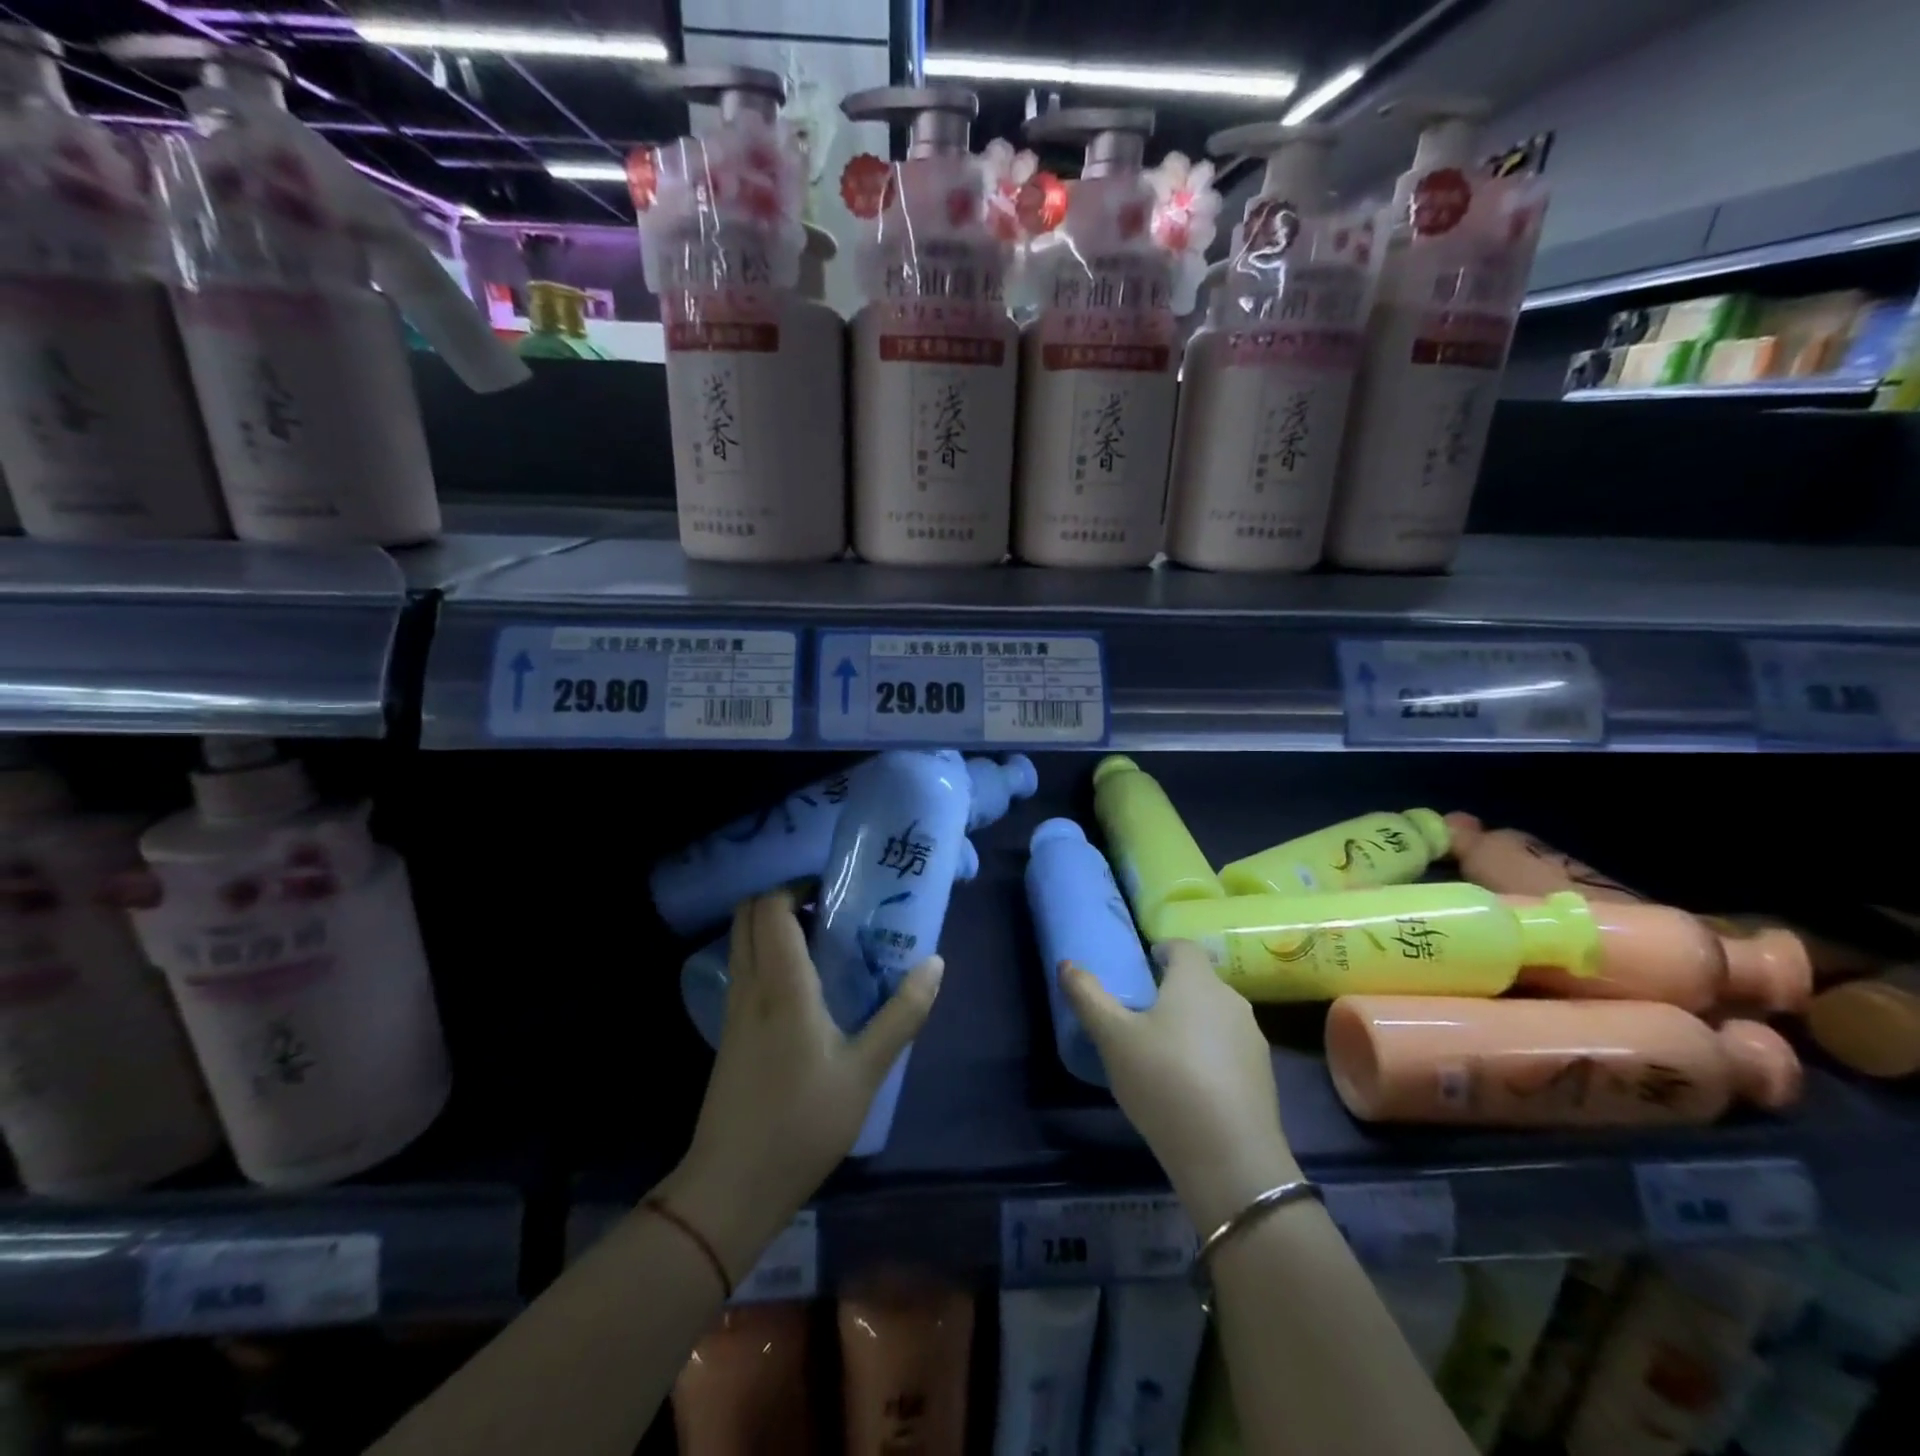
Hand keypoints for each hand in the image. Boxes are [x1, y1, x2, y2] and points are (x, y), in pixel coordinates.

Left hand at [662, 889, 943, 1279]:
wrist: (731, 1187)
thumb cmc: (802, 1123)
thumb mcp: (866, 1071)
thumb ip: (902, 1014)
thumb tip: (935, 964)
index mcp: (781, 985)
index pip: (770, 907)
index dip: (796, 885)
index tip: (834, 889)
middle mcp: (750, 986)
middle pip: (747, 915)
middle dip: (782, 898)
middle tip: (828, 908)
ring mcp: (733, 1010)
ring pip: (741, 942)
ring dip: (774, 926)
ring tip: (823, 941)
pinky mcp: (729, 1033)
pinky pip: (744, 969)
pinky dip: (767, 954)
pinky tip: (804, 985)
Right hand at [1062, 940, 1298, 1231]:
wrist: (1230, 1156)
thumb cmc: (1164, 1081)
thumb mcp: (1112, 1038)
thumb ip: (1088, 997)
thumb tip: (1067, 964)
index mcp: (1197, 981)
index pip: (1183, 947)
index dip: (1162, 950)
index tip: (1143, 967)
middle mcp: (1231, 1000)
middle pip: (1200, 982)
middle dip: (1173, 991)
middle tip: (1142, 1014)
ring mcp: (1252, 1039)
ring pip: (1216, 1017)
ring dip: (1192, 1024)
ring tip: (1163, 1052)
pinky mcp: (1263, 1076)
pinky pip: (1229, 1049)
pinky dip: (1209, 1055)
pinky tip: (1189, 1085)